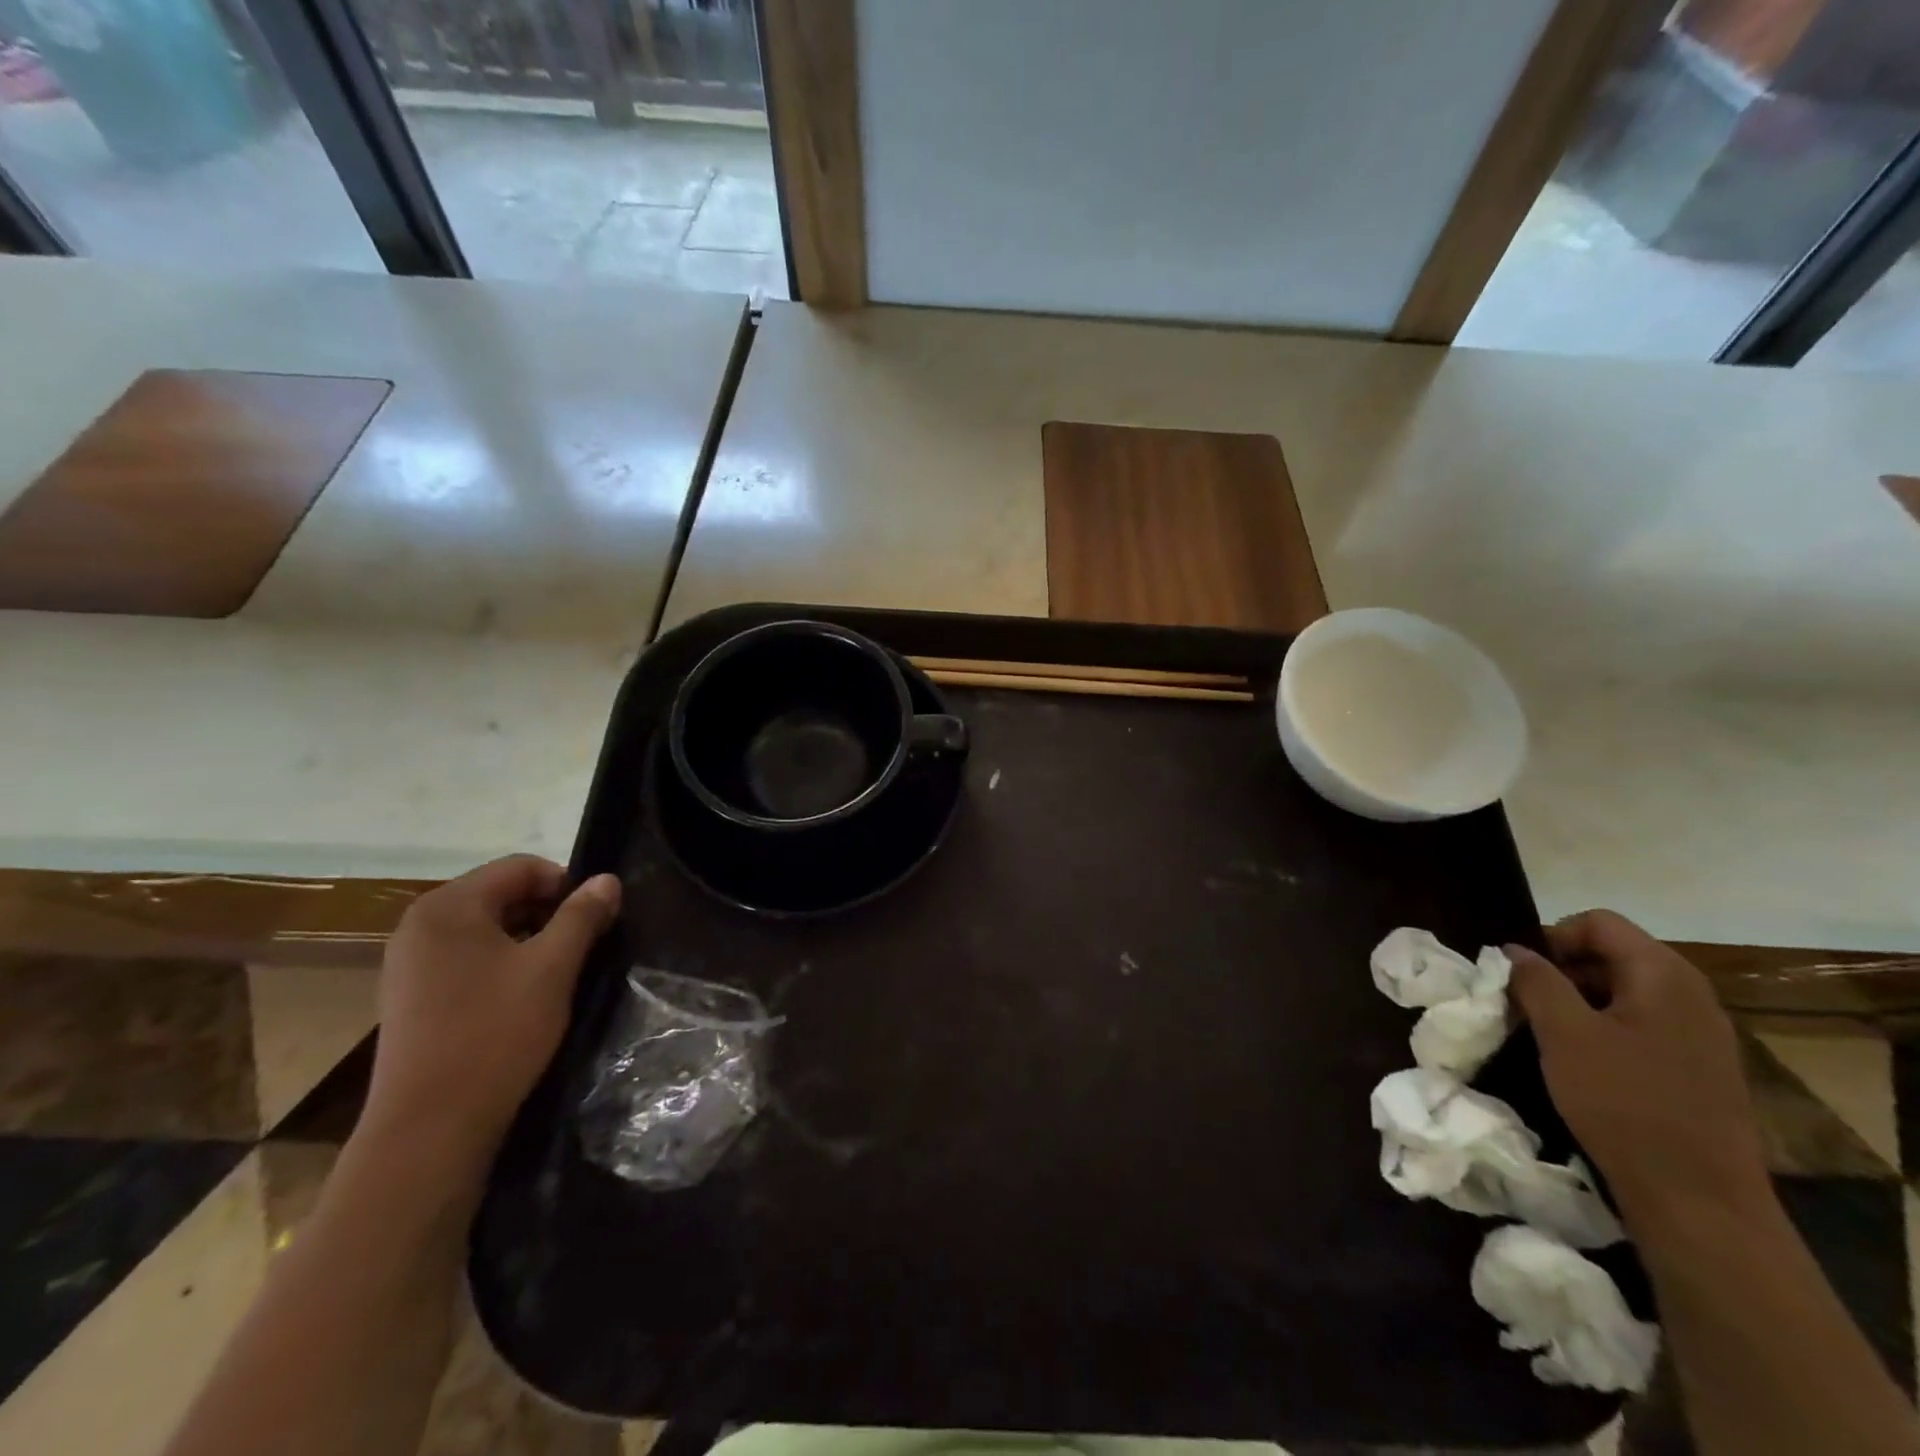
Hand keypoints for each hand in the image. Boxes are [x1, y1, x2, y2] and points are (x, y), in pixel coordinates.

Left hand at [359, 855, 621, 1176]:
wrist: (428, 1129)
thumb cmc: (494, 1034)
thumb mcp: (552, 969)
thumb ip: (582, 916)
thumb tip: (607, 880)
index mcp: (448, 907)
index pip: (520, 867)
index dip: (565, 884)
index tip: (594, 918)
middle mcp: (420, 925)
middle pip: (500, 894)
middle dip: (548, 912)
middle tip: (581, 947)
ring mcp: (409, 963)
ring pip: (486, 928)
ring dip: (528, 939)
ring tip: (556, 974)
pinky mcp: (410, 997)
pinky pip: (466, 958)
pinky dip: (501, 963)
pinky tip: (521, 998)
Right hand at [1507, 910, 1771, 1232]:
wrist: (1698, 1199)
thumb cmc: (1624, 1102)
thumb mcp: (1563, 1033)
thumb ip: (1536, 981)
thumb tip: (1515, 951)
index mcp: (1664, 975)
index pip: (1598, 923)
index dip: (1551, 937)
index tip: (1520, 973)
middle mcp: (1691, 995)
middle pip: (1612, 954)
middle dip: (1561, 970)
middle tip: (1524, 1003)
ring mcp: (1701, 1035)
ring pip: (1623, 992)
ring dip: (1578, 1002)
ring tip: (1546, 1034)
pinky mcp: (1699, 1068)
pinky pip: (1641, 1025)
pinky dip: (1603, 1029)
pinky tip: (1582, 1063)